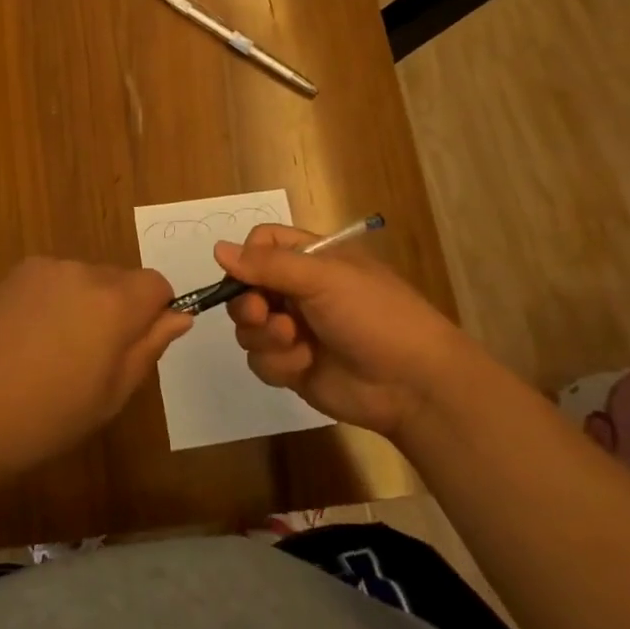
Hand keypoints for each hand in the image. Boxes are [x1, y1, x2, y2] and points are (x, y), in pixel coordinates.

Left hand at [0, 257, 191, 476]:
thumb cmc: (46, 416)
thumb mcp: (111, 395)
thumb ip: (149, 348)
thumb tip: (180, 315)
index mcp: (114, 302)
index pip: (157, 284)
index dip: (156, 312)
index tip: (137, 346)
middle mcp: (83, 272)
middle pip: (121, 280)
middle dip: (120, 310)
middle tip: (94, 360)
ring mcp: (46, 269)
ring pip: (87, 279)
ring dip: (86, 305)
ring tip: (56, 353)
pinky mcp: (16, 274)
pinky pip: (55, 280)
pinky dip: (55, 301)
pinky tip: (30, 340)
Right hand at [214, 224, 461, 435]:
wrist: (412, 384)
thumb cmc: (373, 315)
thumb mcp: (323, 279)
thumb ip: (268, 265)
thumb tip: (217, 249)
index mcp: (310, 258)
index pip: (260, 244)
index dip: (247, 258)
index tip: (248, 274)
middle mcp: (297, 291)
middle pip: (244, 288)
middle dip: (248, 304)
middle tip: (264, 314)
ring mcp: (294, 330)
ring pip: (248, 328)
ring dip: (265, 336)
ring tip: (294, 342)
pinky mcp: (293, 366)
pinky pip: (260, 361)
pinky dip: (277, 364)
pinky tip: (304, 365)